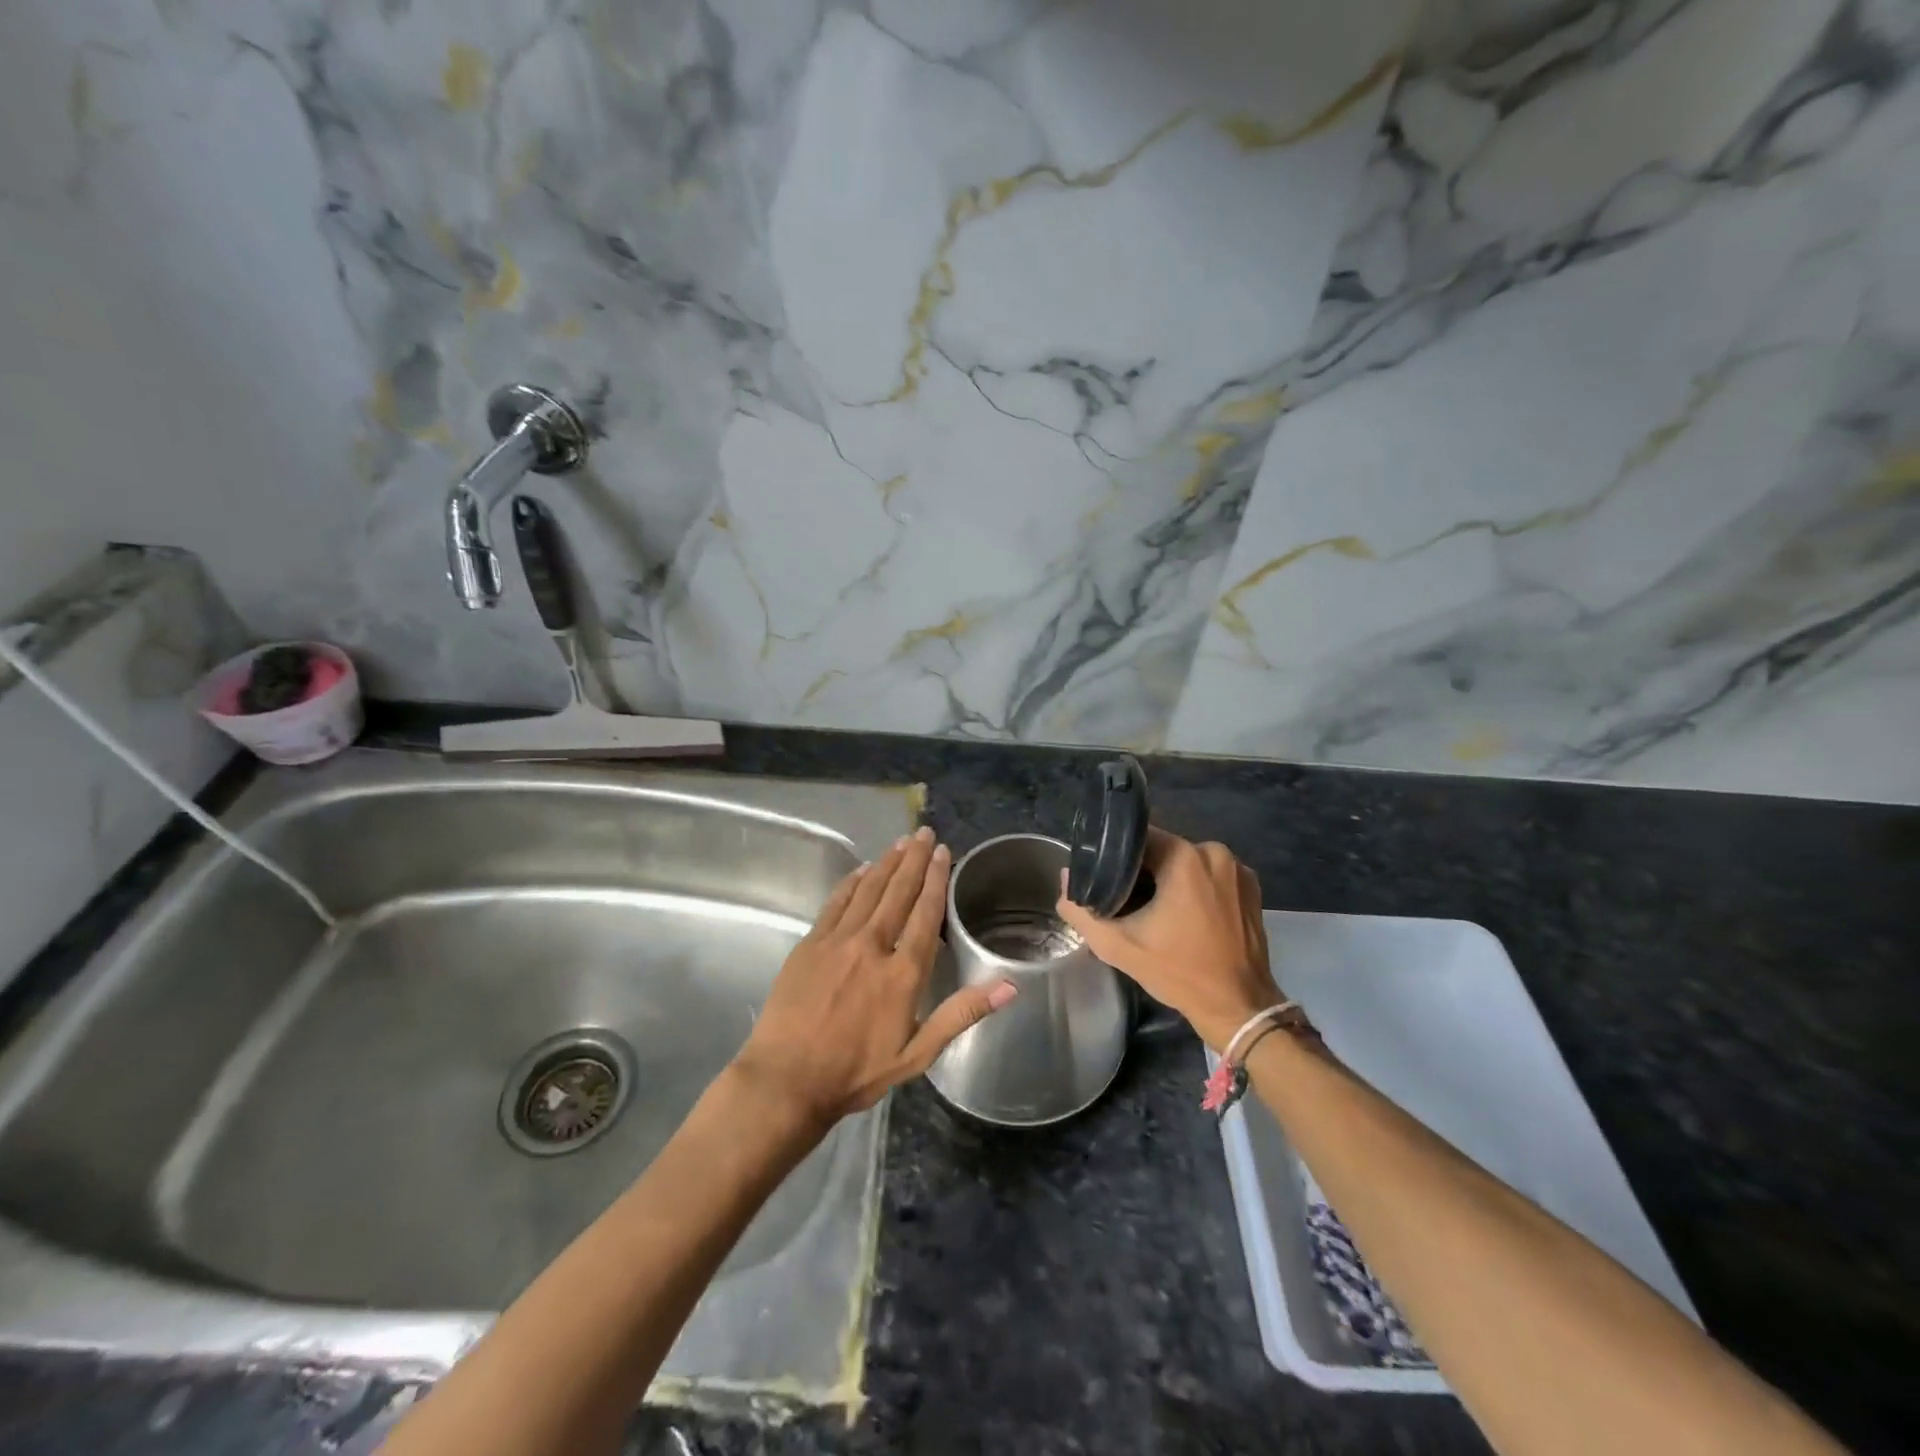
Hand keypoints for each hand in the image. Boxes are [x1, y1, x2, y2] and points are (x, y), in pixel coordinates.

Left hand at [734, 827, 1017, 1126]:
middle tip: (924, 833)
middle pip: (898, 893)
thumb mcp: (917, 1053)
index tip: (943, 853)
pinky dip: (851, 884)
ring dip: (886, 864)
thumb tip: (1009, 986)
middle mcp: (872, 946)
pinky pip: (836, 903)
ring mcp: (837, 941)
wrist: (786, 1080)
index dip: (936, 881)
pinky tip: (861, 870)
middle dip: (914, 860)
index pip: (925, 914)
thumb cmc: (856, 1072)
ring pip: (868, 891)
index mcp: (902, 973)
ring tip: (901, 842)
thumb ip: (961, 1014)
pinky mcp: (810, 944)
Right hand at [1055, 827, 1280, 1050]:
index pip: (1137, 839)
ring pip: (1187, 863)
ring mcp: (1238, 869)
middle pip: (1164, 850)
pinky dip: (1195, 888)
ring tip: (1153, 909)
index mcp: (1185, 857)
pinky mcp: (1252, 887)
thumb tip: (1066, 880)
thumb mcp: (1118, 945)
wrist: (1238, 1007)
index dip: (1116, 857)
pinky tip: (1185, 916)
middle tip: (1125, 899)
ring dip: (1170, 880)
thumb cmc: (1178, 972)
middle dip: (1143, 871)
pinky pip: (1211, 876)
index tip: (1104, 878)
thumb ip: (1082, 911)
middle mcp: (1215, 853)